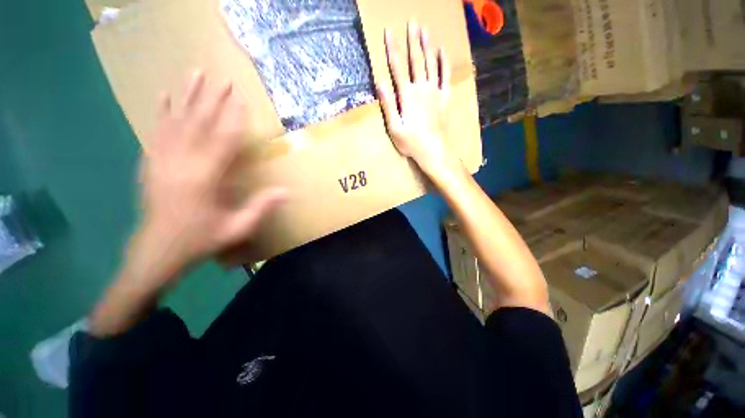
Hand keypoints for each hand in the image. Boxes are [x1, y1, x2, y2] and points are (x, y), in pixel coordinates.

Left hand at [137, 70, 285, 280]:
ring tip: (195, 73)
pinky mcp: (151, 163)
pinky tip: (164, 95)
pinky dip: (162, 111)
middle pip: (198, 123)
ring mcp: (162, 160)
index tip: (241, 98)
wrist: (157, 252)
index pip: (222, 140)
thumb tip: (286, 190)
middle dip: (212, 98)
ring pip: (176, 120)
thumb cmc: (200, 241)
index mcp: (204, 178)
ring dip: (187, 95)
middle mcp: (180, 163)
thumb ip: (260, 207)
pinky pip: (157, 131)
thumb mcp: (236, 229)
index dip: (233, 118)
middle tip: (222, 77)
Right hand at [377, 22, 456, 176]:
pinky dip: (444, 62)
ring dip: (428, 45)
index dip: (392, 49)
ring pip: (431, 64)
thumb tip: (379, 82)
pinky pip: (445, 76)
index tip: (389, 31)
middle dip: (413, 40)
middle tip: (412, 22)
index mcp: (407, 96)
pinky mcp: (444, 98)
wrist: (433, 150)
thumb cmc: (411, 142)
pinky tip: (442, 51)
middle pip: (416, 61)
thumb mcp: (394, 128)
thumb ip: (388, 105)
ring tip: (425, 29)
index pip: (398, 68)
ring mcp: (435, 92)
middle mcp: (422, 89)